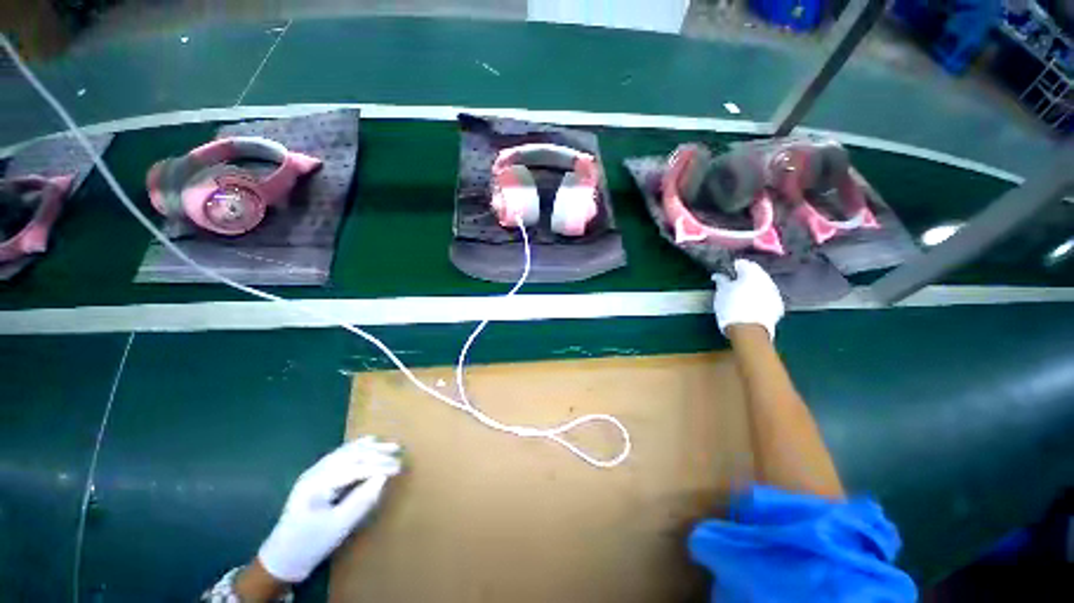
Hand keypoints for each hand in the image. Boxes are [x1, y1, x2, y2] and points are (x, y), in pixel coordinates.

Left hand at [257, 436, 402, 582]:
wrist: (282, 557)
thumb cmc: (311, 544)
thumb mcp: (338, 527)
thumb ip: (361, 500)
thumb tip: (383, 478)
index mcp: (317, 484)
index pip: (354, 468)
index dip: (379, 465)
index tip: (399, 467)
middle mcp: (315, 472)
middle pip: (350, 455)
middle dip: (376, 451)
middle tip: (398, 451)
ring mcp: (314, 472)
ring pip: (346, 451)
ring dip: (369, 447)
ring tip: (389, 445)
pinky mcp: (317, 476)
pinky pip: (341, 455)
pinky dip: (358, 448)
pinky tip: (368, 444)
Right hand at [711, 259, 784, 338]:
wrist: (748, 330)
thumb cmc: (731, 307)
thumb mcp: (721, 292)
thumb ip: (721, 280)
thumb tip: (719, 275)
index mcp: (752, 272)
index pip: (742, 263)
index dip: (732, 267)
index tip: (724, 274)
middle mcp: (767, 279)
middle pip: (755, 273)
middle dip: (745, 277)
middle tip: (732, 284)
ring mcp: (775, 292)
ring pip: (763, 285)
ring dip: (753, 287)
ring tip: (742, 295)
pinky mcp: (778, 305)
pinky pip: (768, 297)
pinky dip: (760, 298)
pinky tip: (752, 305)